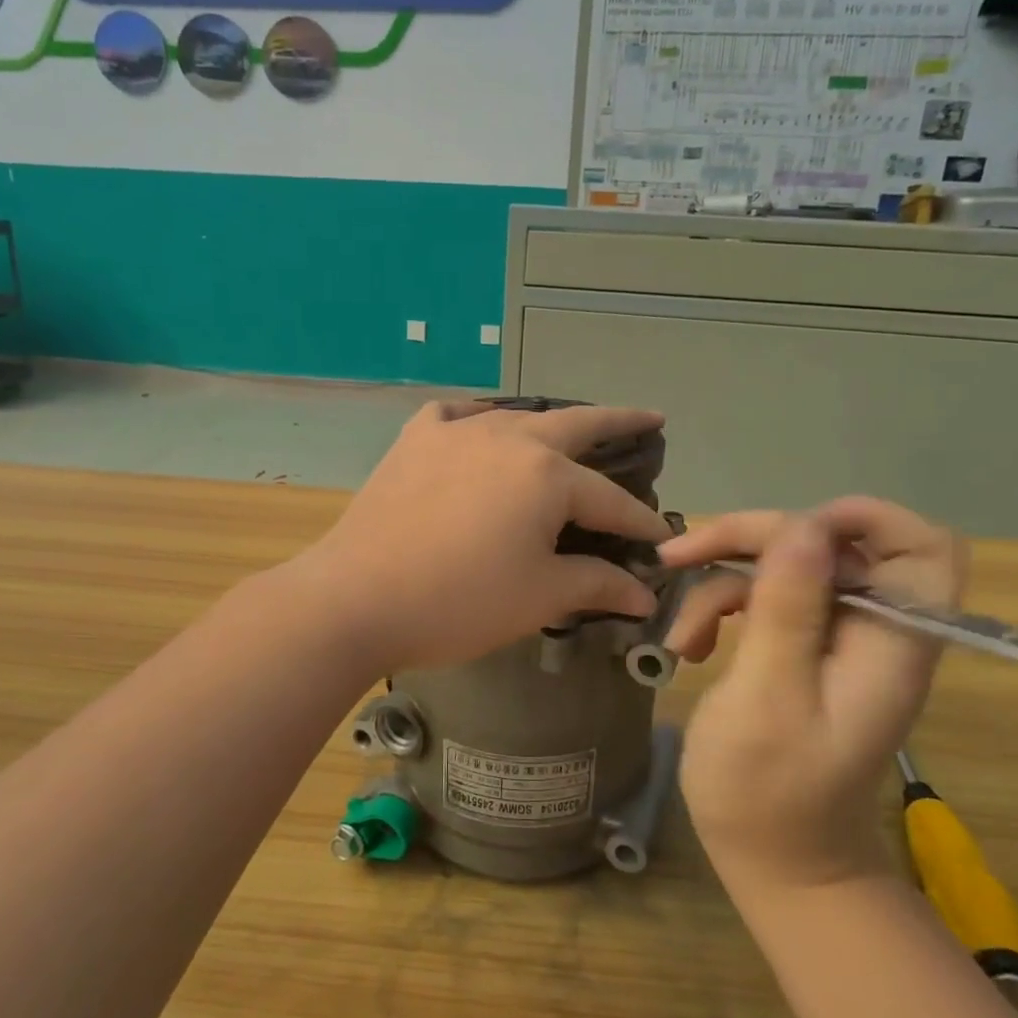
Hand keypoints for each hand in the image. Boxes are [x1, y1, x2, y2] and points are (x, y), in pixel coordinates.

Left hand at [292, 401, 670, 673]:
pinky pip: (457, 415)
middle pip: (576, 425)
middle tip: (649, 419)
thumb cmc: (459, 601)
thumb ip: (597, 584)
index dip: (639, 521)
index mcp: (547, 474)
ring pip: (517, 417)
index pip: (610, 500)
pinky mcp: (415, 439)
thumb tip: (642, 593)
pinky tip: (481, 427)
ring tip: (569, 431)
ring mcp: (456, 431)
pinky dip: (478, 419)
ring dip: (550, 424)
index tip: (661, 538)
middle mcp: (508, 437)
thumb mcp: (539, 597)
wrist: (357, 596)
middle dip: (618, 423)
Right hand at [658, 499, 966, 891]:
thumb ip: (788, 610)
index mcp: (889, 642)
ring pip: (787, 565)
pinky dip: (722, 607)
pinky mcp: (803, 648)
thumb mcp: (769, 698)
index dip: (864, 519)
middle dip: (753, 540)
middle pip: (828, 543)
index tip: (788, 531)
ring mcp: (836, 638)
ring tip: (682, 634)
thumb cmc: (770, 794)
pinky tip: (689, 645)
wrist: (777, 865)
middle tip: (682, 555)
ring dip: (723, 580)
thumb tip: (804, 526)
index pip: (923, 548)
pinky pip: (766, 596)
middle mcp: (872, 630)